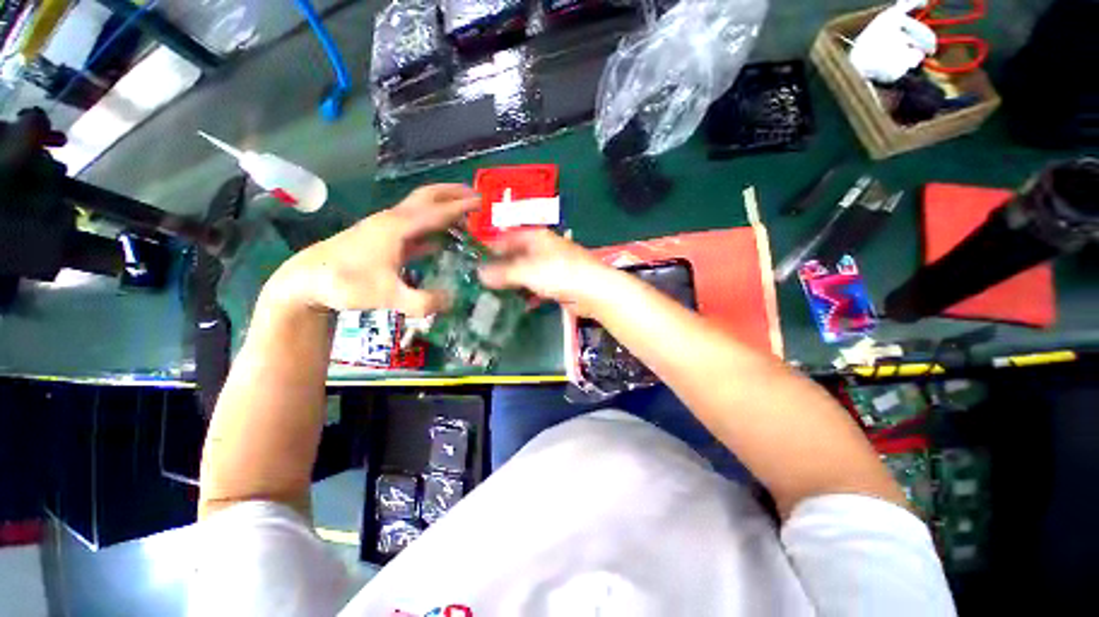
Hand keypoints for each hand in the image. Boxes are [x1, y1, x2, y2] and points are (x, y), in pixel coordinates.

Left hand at [270, 184, 479, 315]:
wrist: (306, 280)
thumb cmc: (346, 283)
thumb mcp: (388, 296)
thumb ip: (423, 302)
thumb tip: (453, 300)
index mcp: (398, 226)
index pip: (437, 211)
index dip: (461, 207)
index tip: (482, 202)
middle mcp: (393, 220)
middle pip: (426, 197)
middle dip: (451, 192)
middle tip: (474, 194)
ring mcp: (386, 227)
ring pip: (419, 209)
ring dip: (441, 207)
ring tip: (462, 213)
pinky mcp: (381, 238)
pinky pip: (413, 226)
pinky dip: (430, 226)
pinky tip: (439, 240)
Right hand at [478, 229, 619, 317]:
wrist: (593, 290)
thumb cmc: (558, 273)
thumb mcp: (526, 270)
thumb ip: (503, 272)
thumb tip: (478, 273)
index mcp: (537, 237)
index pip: (509, 237)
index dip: (493, 247)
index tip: (477, 260)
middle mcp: (545, 248)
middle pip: (518, 255)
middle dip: (503, 267)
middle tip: (483, 280)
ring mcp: (553, 266)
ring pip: (528, 272)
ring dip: (515, 282)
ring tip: (497, 293)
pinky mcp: (560, 283)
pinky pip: (539, 286)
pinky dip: (530, 293)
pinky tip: (522, 303)